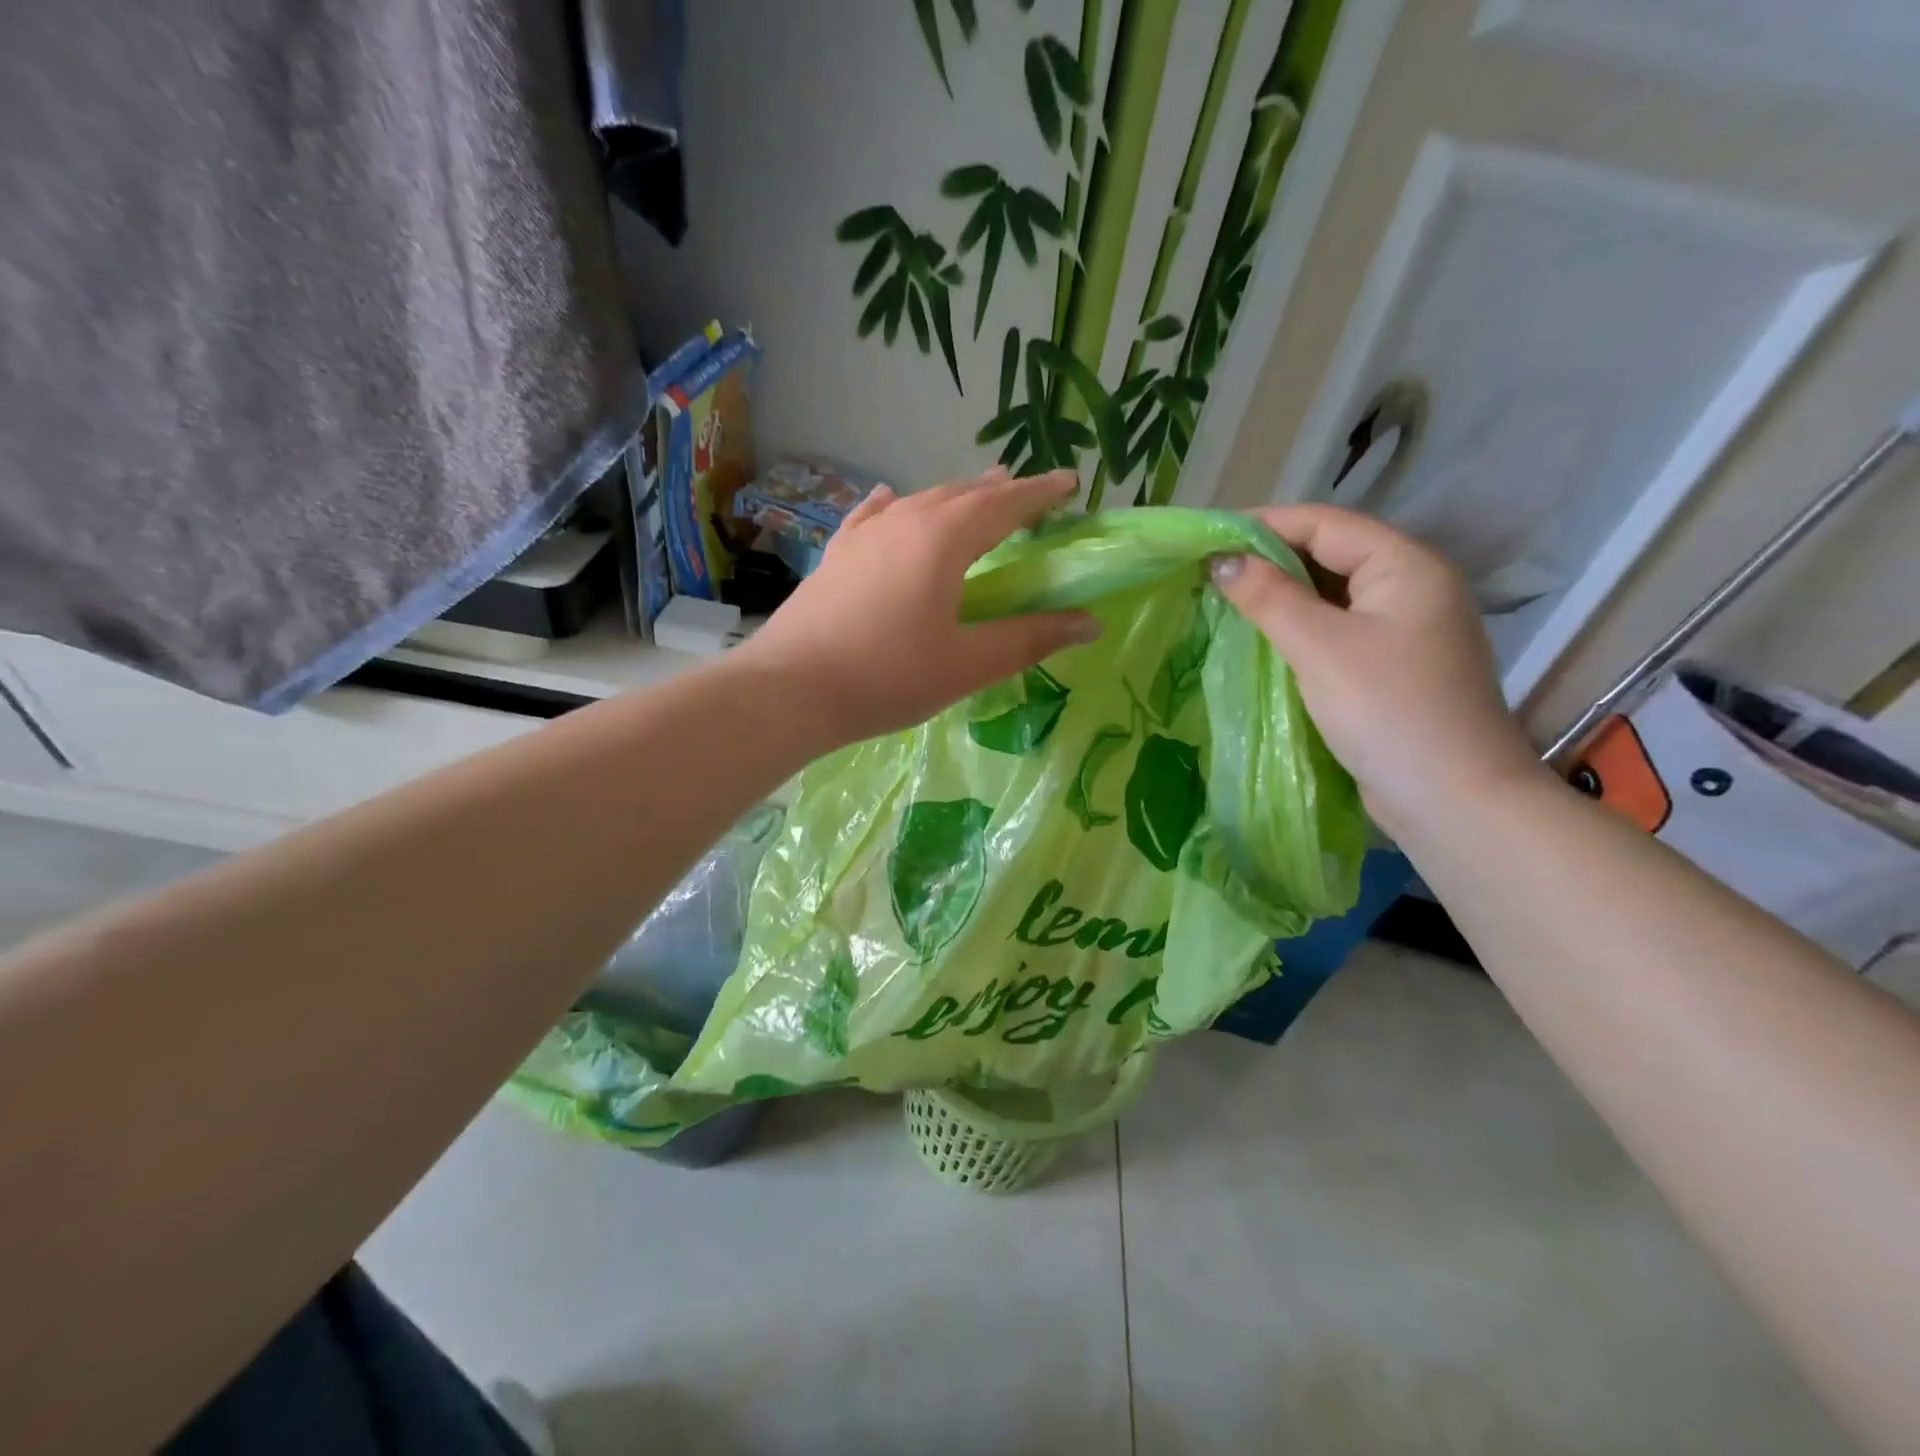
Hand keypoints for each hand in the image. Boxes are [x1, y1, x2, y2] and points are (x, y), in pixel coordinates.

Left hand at [733, 467, 1099, 747]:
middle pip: (961, 494)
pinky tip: (892, 499)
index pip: (1003, 505)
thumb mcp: (967, 664)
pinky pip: (873, 517)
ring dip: (953, 496)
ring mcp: (863, 536)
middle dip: (998, 491)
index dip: (1039, 493)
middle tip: (1026, 491)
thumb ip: (1029, 639)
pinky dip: (895, 506)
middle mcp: (903, 522)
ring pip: (919, 501)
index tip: (1068, 482)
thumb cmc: (888, 677)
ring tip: (974, 494)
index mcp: (943, 541)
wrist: (790, 689)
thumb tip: (1089, 622)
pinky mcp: (835, 556)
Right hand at [1209, 504, 1545, 835]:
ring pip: (1331, 596)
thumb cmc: (1388, 710)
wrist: (1452, 799)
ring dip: (1280, 596)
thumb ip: (1269, 597)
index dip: (1264, 524)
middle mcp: (1411, 588)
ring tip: (1224, 601)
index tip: (1207, 538)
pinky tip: (1260, 639)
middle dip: (1269, 560)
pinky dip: (1296, 628)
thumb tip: (1221, 561)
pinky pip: (1335, 630)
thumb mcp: (1320, 647)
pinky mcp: (1391, 668)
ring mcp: (1404, 631)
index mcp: (1406, 566)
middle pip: (1330, 555)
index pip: (1325, 524)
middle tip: (1209, 573)